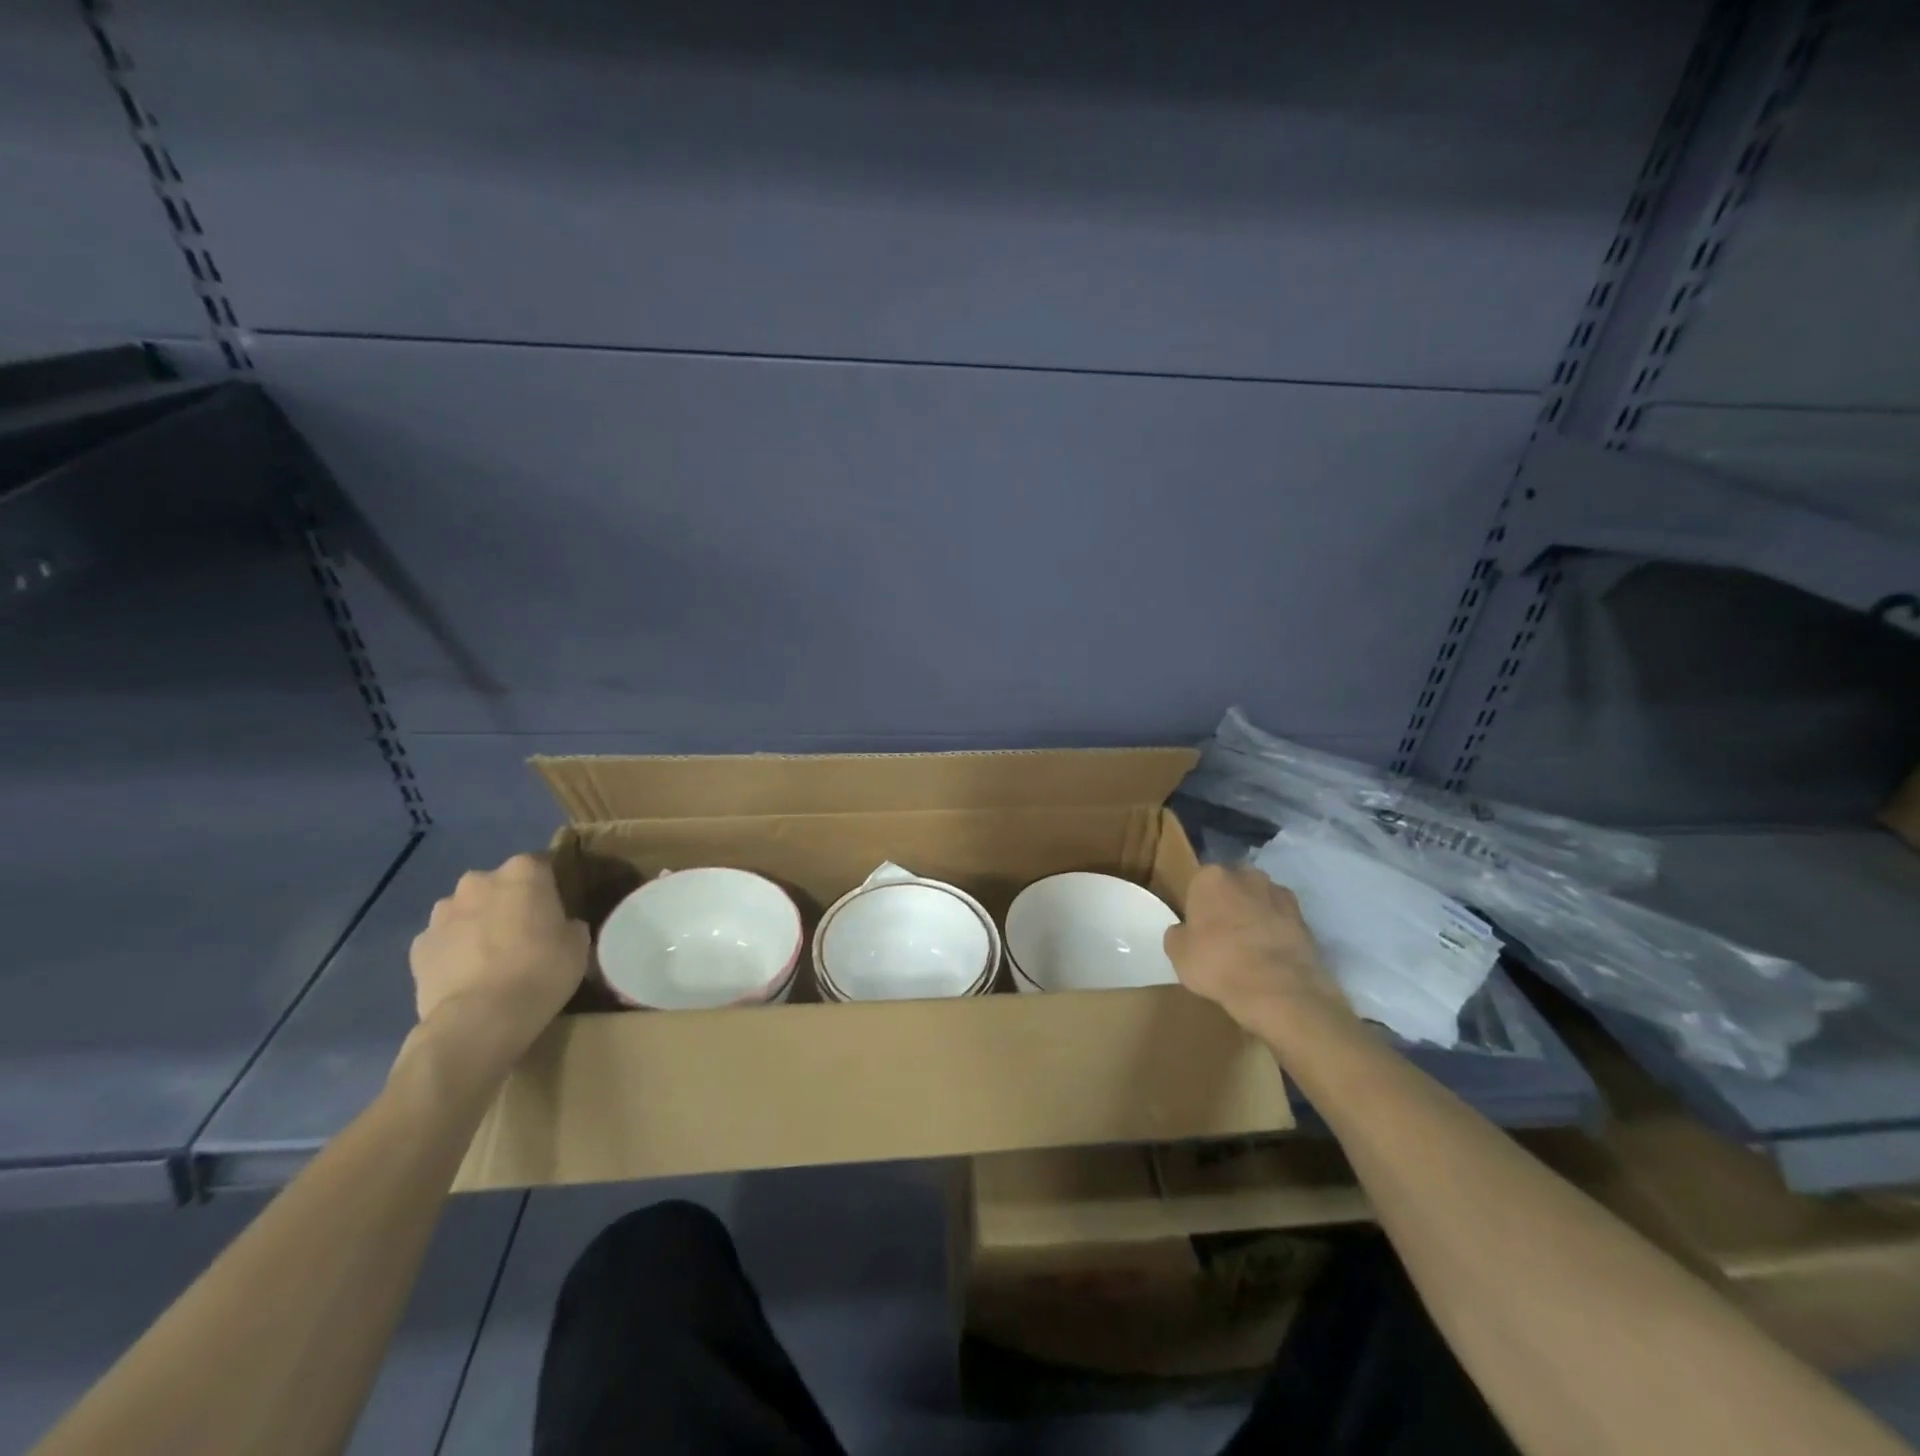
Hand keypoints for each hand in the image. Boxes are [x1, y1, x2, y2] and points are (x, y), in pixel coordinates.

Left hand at [407, 854, 589, 1080]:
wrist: (481, 1018)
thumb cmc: (542, 970)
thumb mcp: (578, 944)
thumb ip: (568, 923)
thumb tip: (559, 925)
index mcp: (523, 872)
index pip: (541, 866)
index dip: (549, 888)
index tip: (556, 910)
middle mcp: (479, 881)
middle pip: (498, 886)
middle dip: (508, 903)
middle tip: (524, 933)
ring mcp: (442, 913)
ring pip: (466, 911)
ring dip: (477, 924)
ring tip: (491, 958)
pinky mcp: (418, 946)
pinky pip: (443, 941)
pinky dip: (453, 951)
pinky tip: (467, 976)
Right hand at [1164, 864, 1354, 1038]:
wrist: (1278, 989)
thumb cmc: (1218, 963)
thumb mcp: (1178, 953)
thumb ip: (1178, 934)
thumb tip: (1184, 931)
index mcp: (1211, 877)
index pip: (1198, 882)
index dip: (1197, 904)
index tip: (1197, 925)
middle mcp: (1246, 875)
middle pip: (1232, 885)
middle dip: (1228, 902)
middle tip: (1222, 932)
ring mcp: (1279, 894)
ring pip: (1260, 900)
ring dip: (1255, 914)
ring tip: (1250, 946)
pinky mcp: (1305, 917)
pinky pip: (1282, 920)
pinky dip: (1277, 931)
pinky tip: (1271, 956)